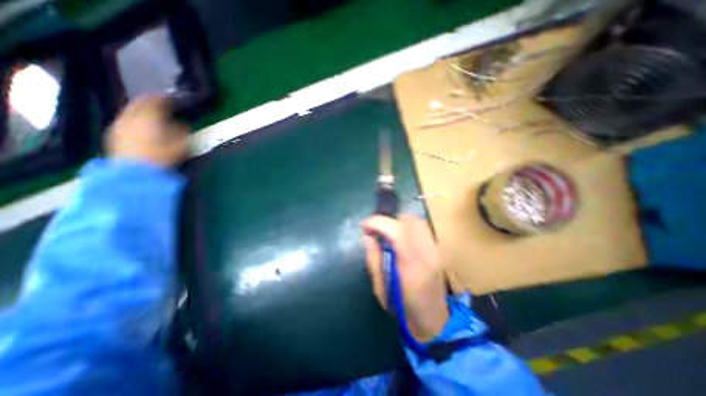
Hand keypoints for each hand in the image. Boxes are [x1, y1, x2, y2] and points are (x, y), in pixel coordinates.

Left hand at [106, 97, 187, 167]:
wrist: (136, 173)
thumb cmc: (162, 157)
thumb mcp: (181, 145)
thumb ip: (181, 131)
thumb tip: (182, 123)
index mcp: (148, 117)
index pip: (156, 100)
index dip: (166, 98)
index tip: (174, 98)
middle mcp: (131, 116)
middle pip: (140, 102)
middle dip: (151, 101)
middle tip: (162, 102)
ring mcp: (119, 124)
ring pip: (131, 110)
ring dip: (142, 109)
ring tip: (153, 113)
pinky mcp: (114, 133)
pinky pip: (126, 119)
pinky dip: (135, 117)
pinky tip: (142, 124)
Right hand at [360, 215, 447, 341]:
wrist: (433, 321)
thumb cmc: (402, 308)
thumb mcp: (380, 288)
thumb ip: (373, 259)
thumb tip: (368, 236)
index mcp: (411, 265)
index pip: (396, 231)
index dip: (378, 222)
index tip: (364, 225)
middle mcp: (427, 253)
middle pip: (409, 221)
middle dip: (388, 220)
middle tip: (375, 229)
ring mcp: (436, 250)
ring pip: (417, 221)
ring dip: (398, 221)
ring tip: (386, 231)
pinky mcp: (438, 249)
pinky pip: (422, 227)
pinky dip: (407, 225)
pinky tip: (399, 236)